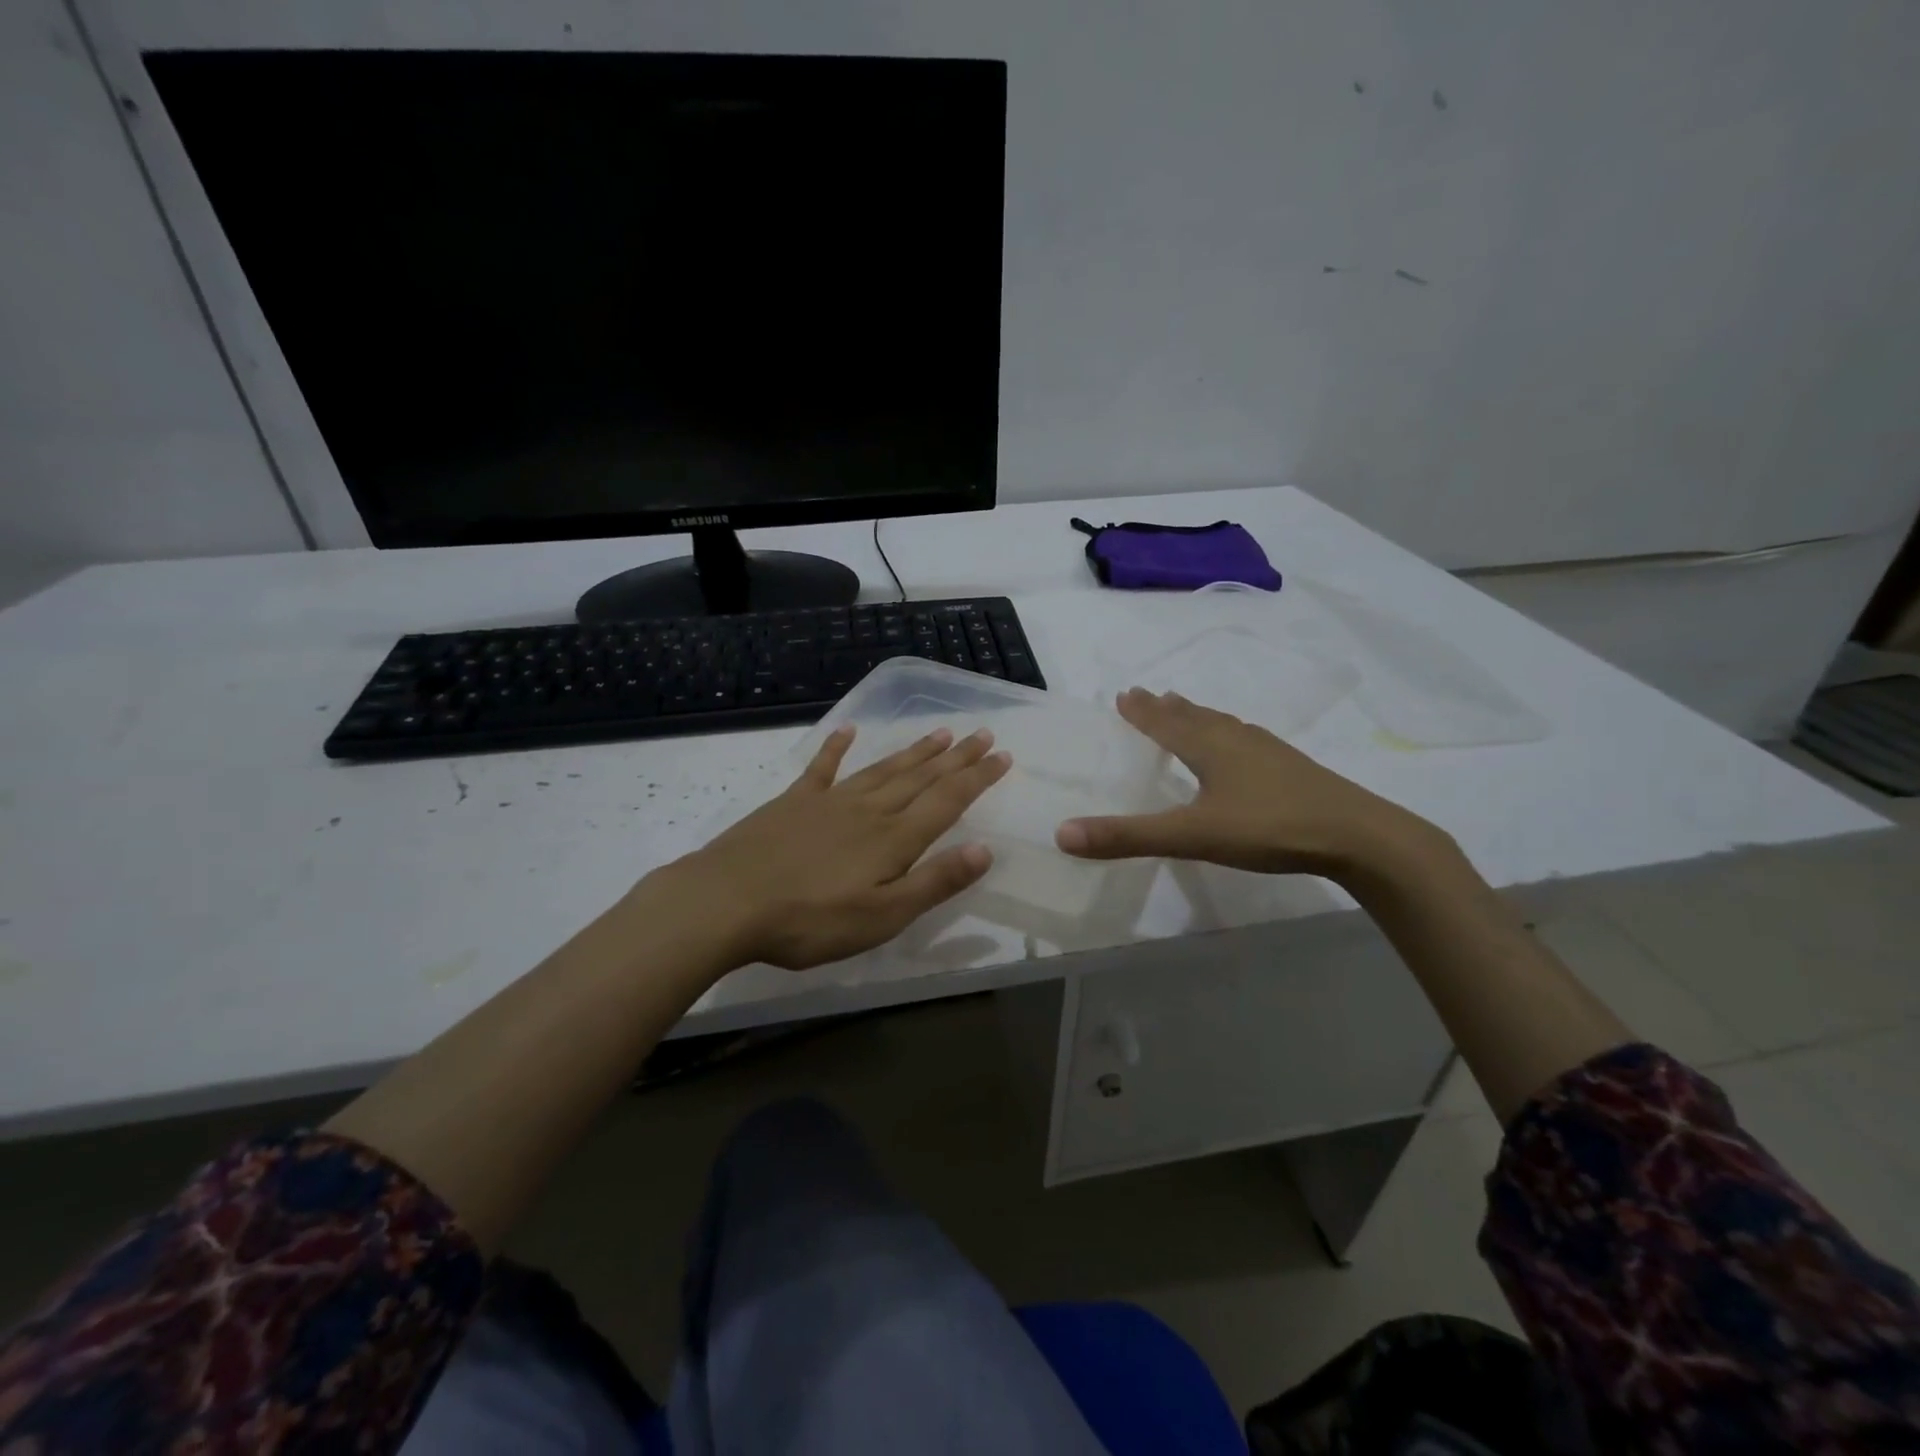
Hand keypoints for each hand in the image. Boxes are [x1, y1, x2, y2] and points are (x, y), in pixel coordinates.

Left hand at [664, 725, 1010, 969]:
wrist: (726, 901)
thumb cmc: (810, 920)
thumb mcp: (883, 916)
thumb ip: (934, 882)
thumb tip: (985, 849)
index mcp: (894, 838)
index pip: (947, 800)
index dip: (978, 778)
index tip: (1003, 755)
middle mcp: (869, 810)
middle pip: (921, 777)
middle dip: (956, 757)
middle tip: (982, 734)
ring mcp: (829, 801)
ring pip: (883, 769)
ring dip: (914, 751)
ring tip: (941, 732)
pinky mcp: (793, 802)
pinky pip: (822, 767)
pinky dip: (837, 747)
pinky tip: (848, 730)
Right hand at [1054, 688, 1439, 880]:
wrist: (1357, 835)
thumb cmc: (1269, 827)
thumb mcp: (1191, 835)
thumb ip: (1128, 836)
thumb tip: (1062, 834)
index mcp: (1210, 747)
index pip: (1165, 723)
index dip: (1142, 712)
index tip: (1123, 694)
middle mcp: (1237, 740)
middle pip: (1194, 717)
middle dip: (1166, 708)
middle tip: (1146, 695)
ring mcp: (1269, 752)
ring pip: (1223, 725)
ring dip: (1198, 717)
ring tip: (1185, 710)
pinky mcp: (1293, 768)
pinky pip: (1247, 740)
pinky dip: (1228, 735)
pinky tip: (1241, 747)